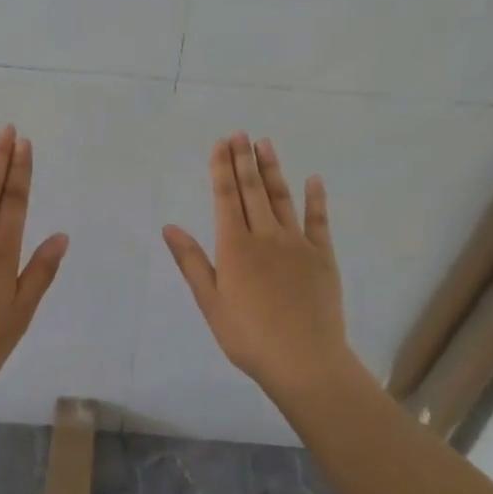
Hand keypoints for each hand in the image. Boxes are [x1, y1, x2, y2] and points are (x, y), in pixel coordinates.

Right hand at [163, 134, 356, 397]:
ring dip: (272, 170)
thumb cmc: (248, 337)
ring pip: (282, 198)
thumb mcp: (210, 302)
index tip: (221, 144)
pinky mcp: (323, 256)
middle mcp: (265, 236)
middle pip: (252, 190)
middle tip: (241, 133)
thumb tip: (169, 226)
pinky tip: (314, 180)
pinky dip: (316, 198)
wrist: (304, 361)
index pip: (225, 198)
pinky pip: (319, 221)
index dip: (222, 169)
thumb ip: (191, 261)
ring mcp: (297, 244)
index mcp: (235, 247)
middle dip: (244, 159)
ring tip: (266, 144)